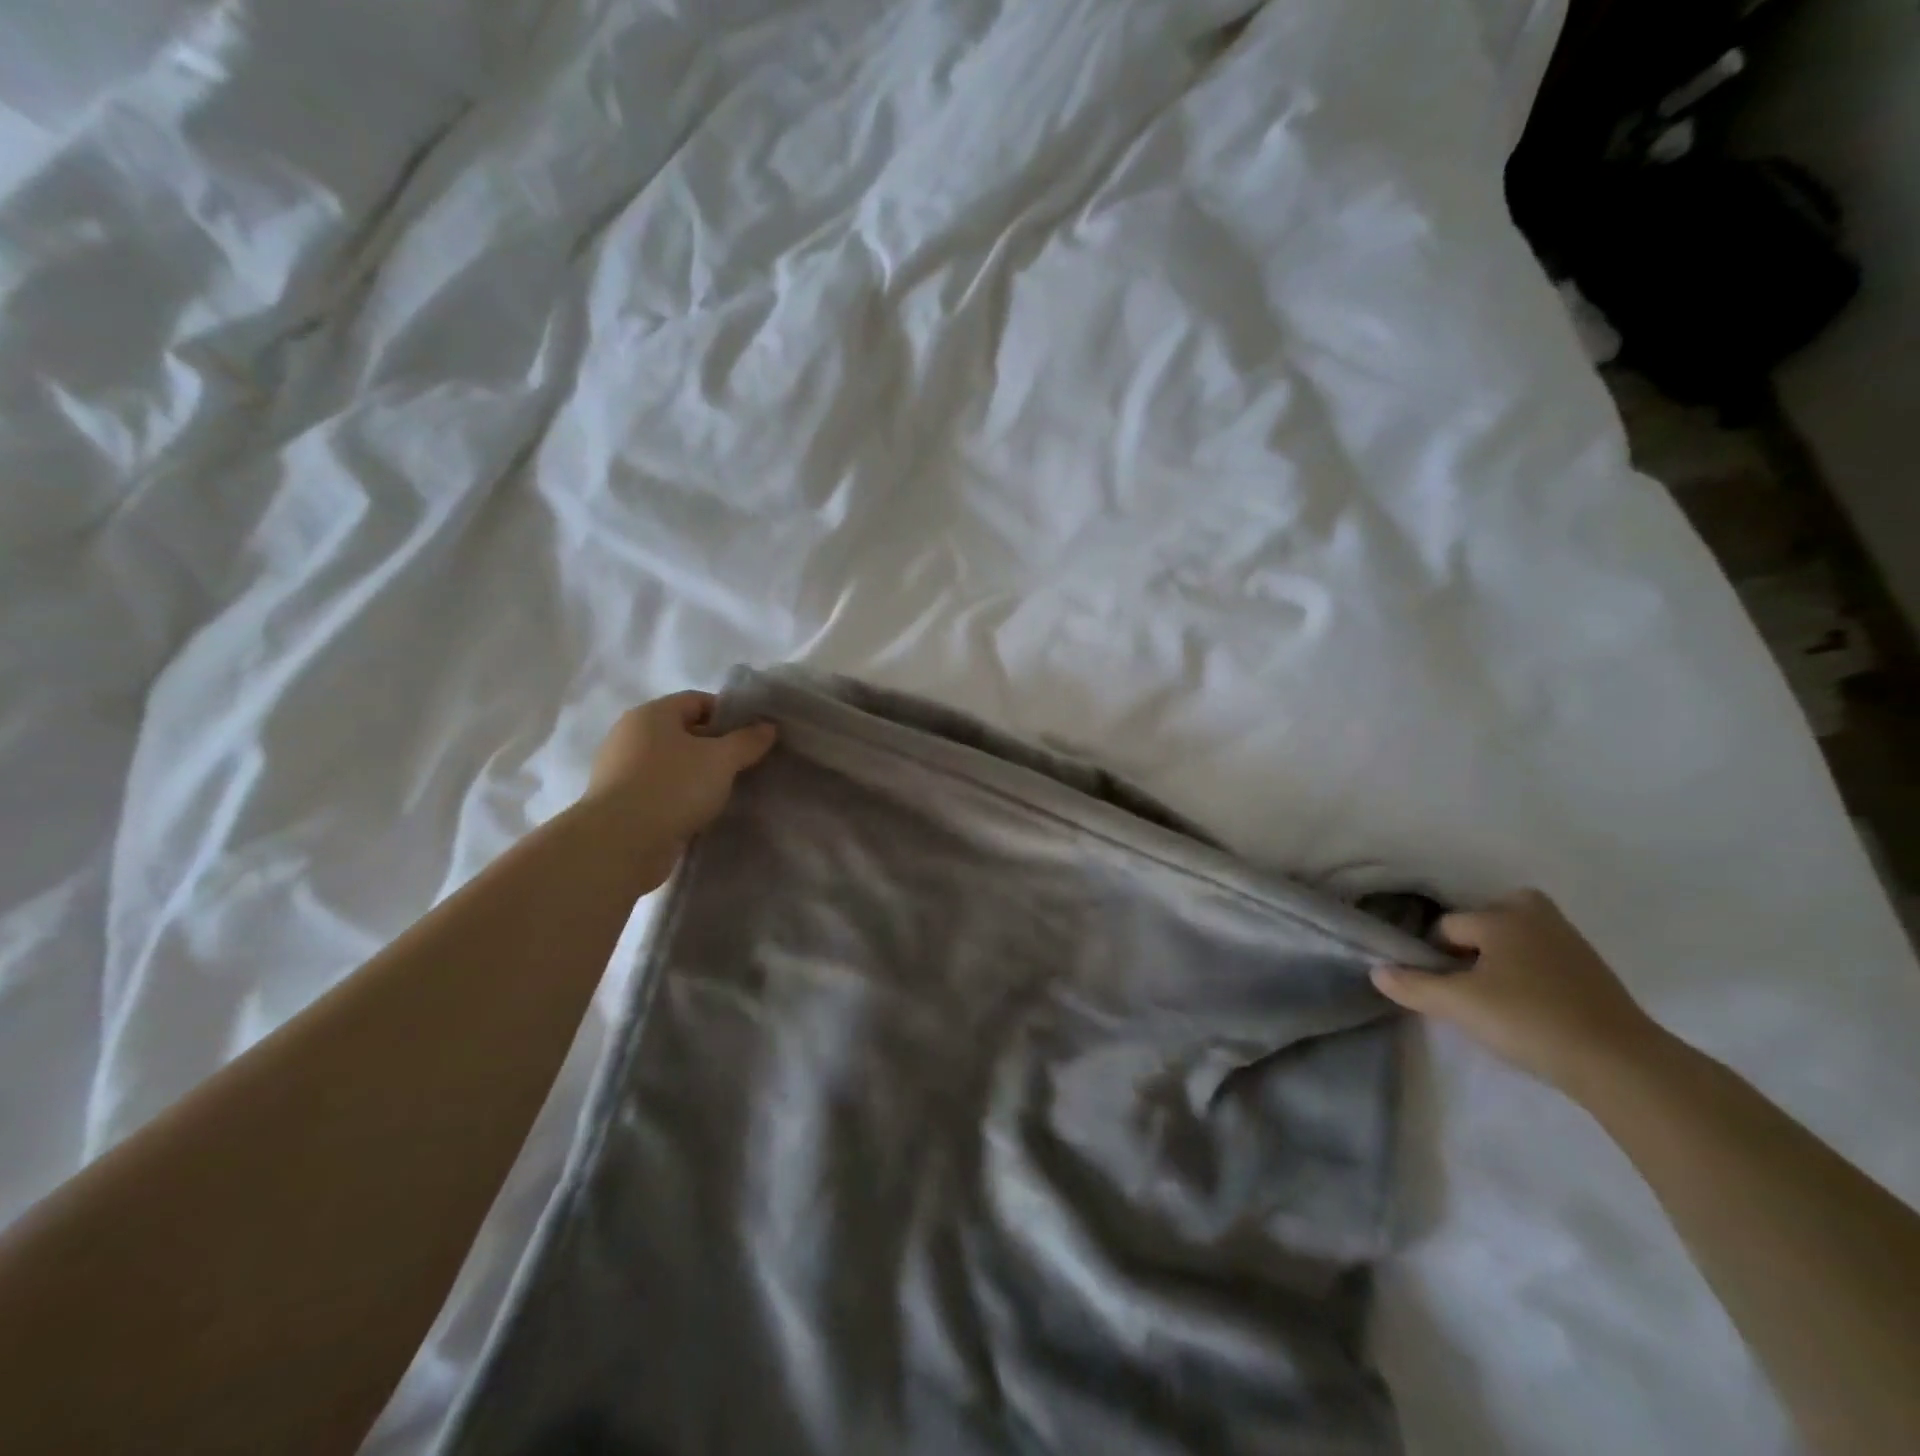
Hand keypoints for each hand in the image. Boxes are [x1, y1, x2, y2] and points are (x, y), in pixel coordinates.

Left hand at [582, 691, 776, 861]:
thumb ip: (747, 741)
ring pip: (671, 763)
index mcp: (651, 714)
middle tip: (744, 764)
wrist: (621, 843)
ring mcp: (620, 770)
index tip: (752, 736)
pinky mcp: (619, 803)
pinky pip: (659, 790)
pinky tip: (700, 812)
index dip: (728, 714)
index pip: (697, 701)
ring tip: (725, 791)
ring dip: (698, 774)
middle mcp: (630, 735)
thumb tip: (768, 727)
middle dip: (715, 746)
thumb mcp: (722, 759)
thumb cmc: (673, 787)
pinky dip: (680, 797)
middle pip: (683, 732)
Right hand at [1371, 890, 1664, 1097]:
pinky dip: (1532, 973)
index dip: (1435, 955)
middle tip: (1470, 982)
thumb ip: (1413, 986)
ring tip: (1498, 998)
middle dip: (1473, 944)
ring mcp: (1571, 941)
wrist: (1622, 1064)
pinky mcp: (1595, 971)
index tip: (1441, 987)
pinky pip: (1544, 957)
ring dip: (1502, 959)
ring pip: (1517, 938)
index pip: (1447, 926)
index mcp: (1501, 915)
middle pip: (1486, 920)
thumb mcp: (1458, 1005)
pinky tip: (1531, 1008)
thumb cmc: (1529, 1020)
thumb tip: (1377, 972)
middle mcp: (1536, 916)